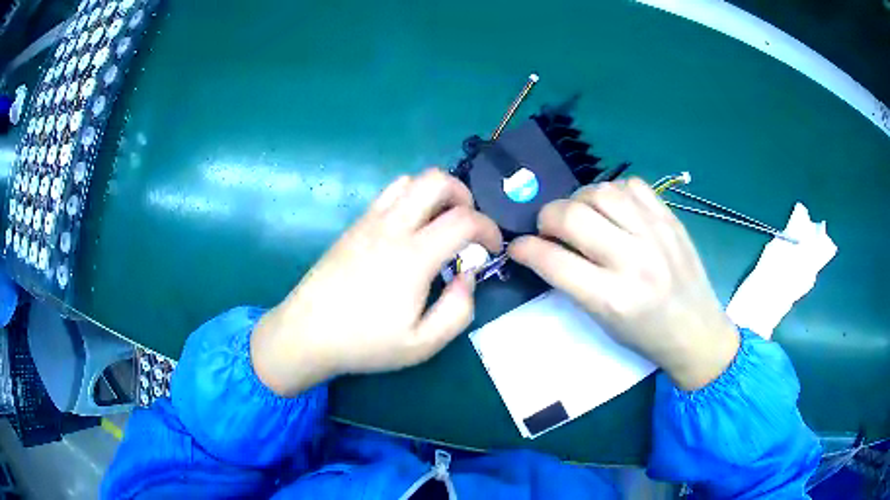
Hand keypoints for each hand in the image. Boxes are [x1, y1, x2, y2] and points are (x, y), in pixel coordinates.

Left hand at [251, 169, 501, 396]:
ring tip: (440, 224)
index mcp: (412, 256)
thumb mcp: (422, 344)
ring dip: (435, 194)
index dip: (489, 229)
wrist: (307, 333)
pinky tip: (409, 229)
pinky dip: (410, 198)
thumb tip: (468, 275)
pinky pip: (388, 194)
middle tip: (468, 225)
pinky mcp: (354, 225)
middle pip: (436, 180)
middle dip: (464, 196)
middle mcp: (391, 227)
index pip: (464, 219)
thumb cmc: (364, 343)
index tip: (493, 248)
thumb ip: (458, 310)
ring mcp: (369, 221)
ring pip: (410, 180)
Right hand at [508, 178, 738, 390]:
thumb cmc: (645, 335)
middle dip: (547, 217)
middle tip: (549, 229)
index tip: (518, 246)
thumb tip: (544, 247)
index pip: (553, 261)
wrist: (697, 330)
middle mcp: (633, 261)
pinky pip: (632, 185)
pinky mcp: (670, 218)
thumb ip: (572, 282)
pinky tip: (614, 210)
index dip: (525, 249)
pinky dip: (614, 193)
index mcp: (612, 299)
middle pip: (572, 216)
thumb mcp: (602, 321)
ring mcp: (655, 234)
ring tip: (581, 215)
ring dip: (578, 200)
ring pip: (600, 191)